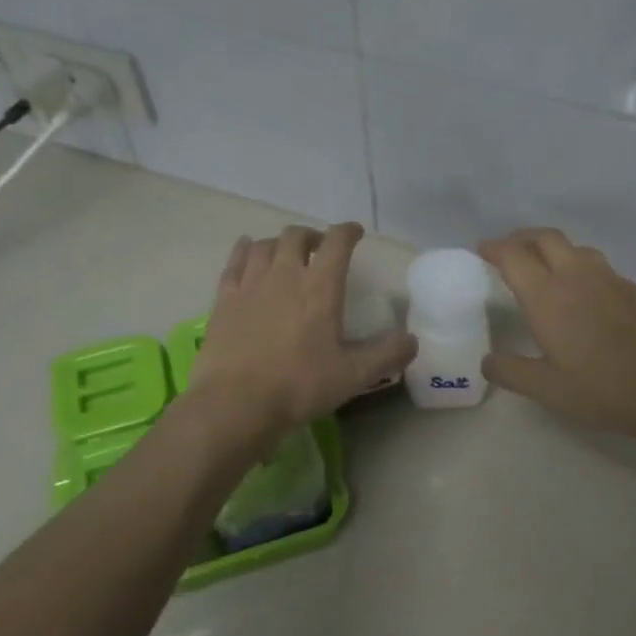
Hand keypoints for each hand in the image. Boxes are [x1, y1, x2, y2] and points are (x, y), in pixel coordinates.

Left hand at [190, 223, 415, 442]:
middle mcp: (285, 274)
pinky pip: (235, 262)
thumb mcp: (354, 375)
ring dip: (279, 244)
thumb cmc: (300, 385)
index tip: (355, 233)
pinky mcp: (224, 299)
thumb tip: (412, 339)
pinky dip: (244, 251)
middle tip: (320, 250)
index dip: (348, 232)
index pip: (337, 242)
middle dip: (312, 236)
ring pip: (264, 245)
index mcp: (320, 287)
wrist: (237, 403)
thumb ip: (387, 354)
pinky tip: (247, 252)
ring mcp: (250, 284)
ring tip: (286, 255)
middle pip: (297, 236)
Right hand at [477, 227, 635, 448]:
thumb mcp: (546, 389)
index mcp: (547, 296)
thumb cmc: (601, 388)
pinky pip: (600, 267)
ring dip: (554, 250)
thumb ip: (510, 372)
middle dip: (523, 238)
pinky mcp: (634, 290)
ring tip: (546, 268)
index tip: (483, 250)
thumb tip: (488, 361)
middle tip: (510, 251)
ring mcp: (610, 279)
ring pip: (576, 248)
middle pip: (545, 238)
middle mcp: (577, 276)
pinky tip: (585, 295)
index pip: (514, 255)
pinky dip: (582, 269)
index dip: (494, 248)